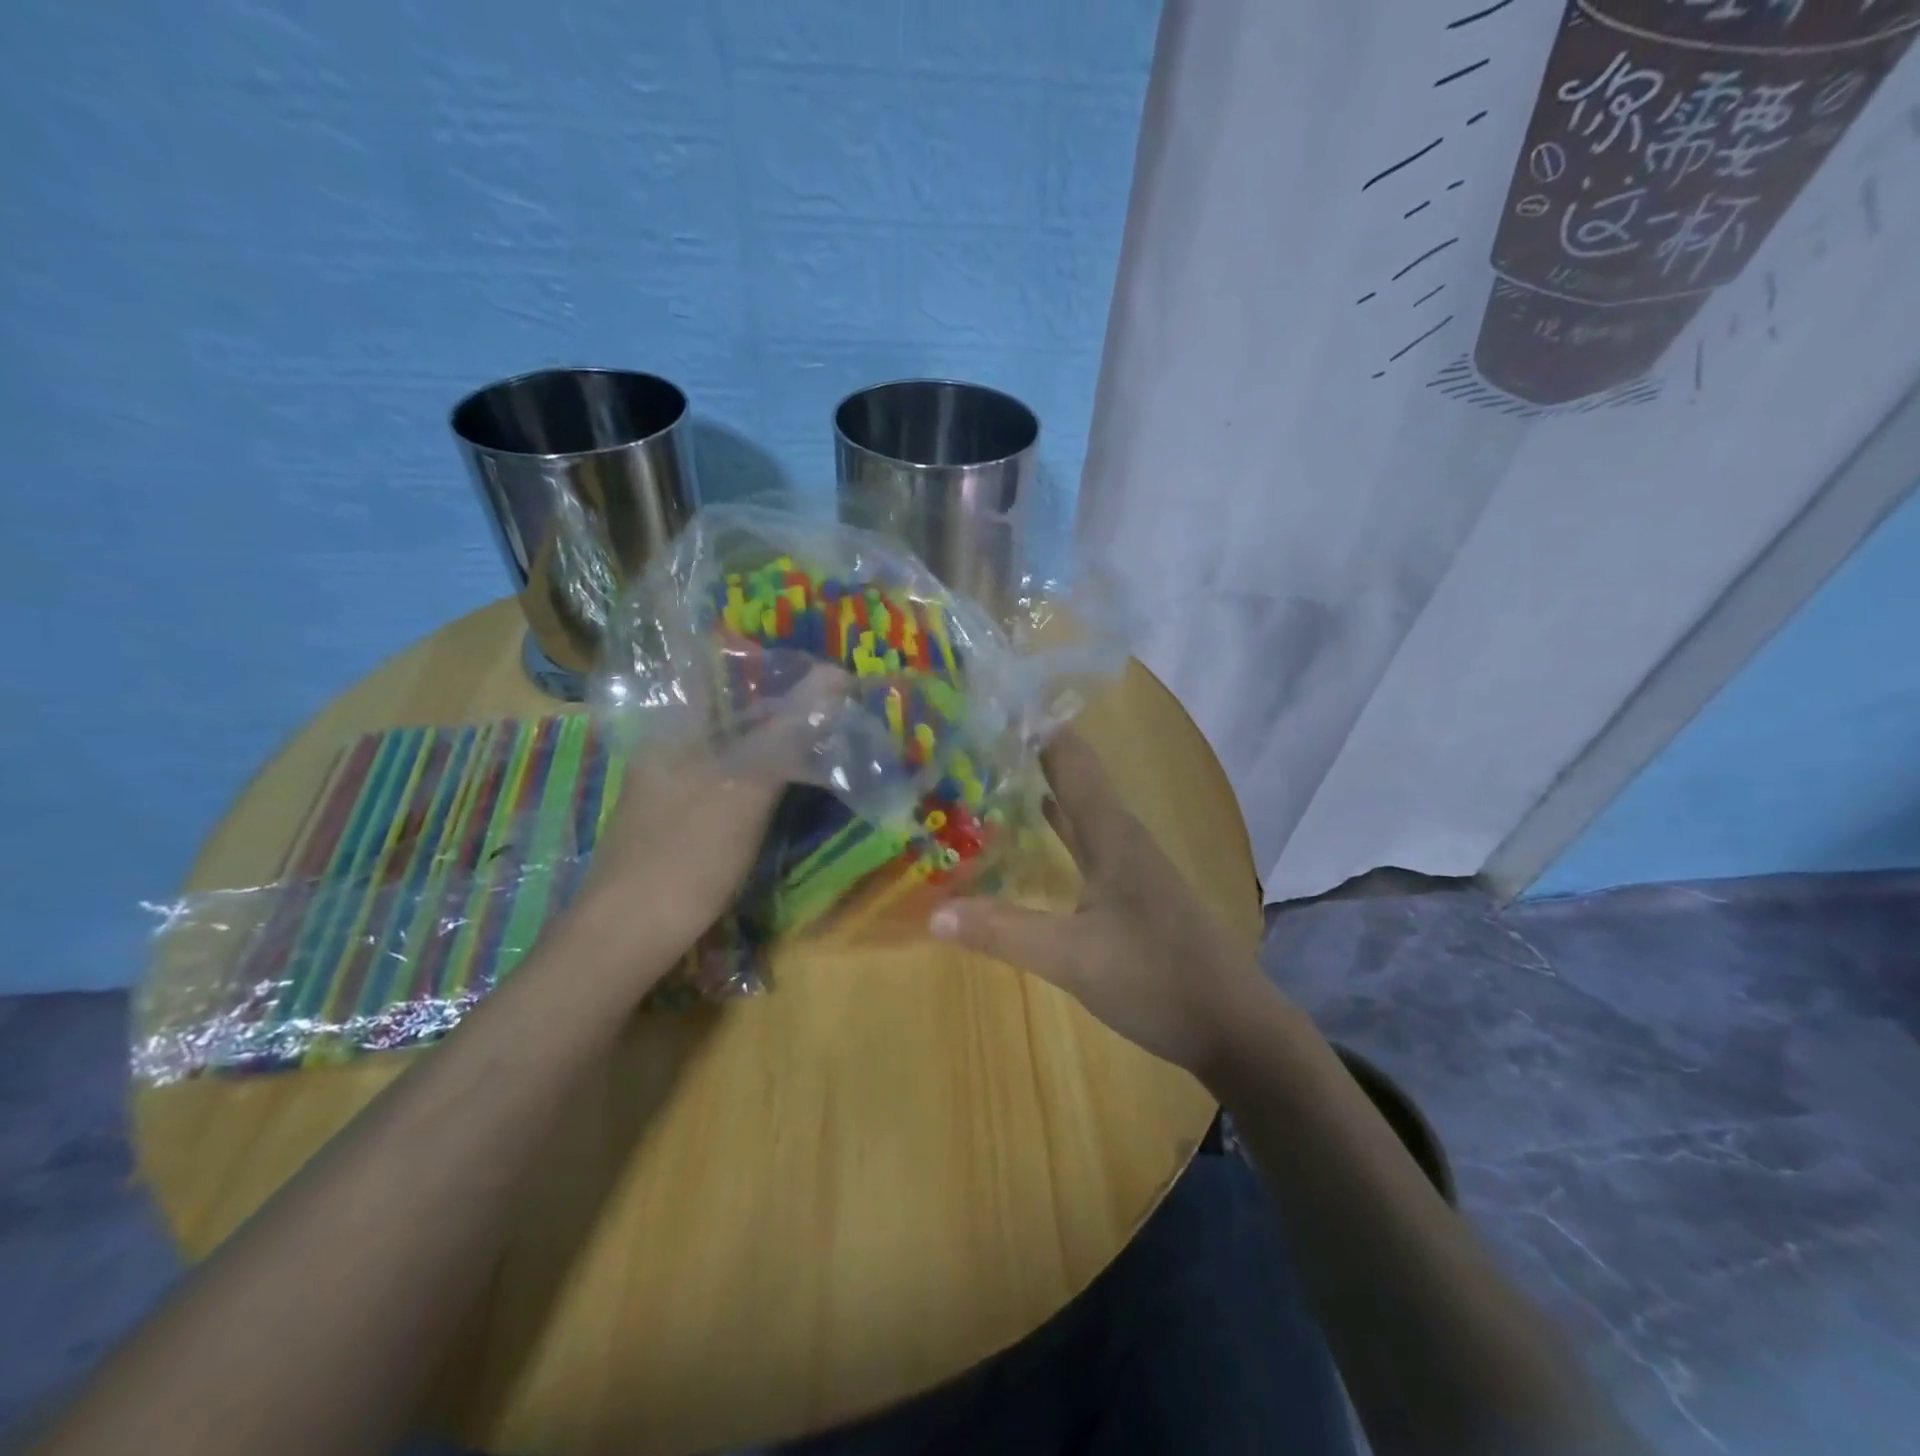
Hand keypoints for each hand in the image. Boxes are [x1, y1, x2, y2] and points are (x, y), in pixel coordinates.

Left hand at [572, 671, 844, 978]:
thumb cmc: (687, 854)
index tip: (817, 673)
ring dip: (775, 740)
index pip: (720, 670)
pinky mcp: (680, 819)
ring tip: (821, 739)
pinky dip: (761, 774)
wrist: (627, 937)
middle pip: (731, 708)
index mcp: (674, 727)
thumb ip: (789, 732)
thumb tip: (837, 675)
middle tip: (833, 709)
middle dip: (783, 705)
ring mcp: (672, 785)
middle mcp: (669, 747)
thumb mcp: (746, 789)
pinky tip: (788, 786)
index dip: (770, 664)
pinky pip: (728, 778)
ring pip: (732, 746)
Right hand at [929, 731, 1272, 1075]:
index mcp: (1112, 833)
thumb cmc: (1156, 978)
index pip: (1071, 759)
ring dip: (1043, 790)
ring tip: (993, 773)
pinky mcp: (1135, 890)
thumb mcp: (1071, 958)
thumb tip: (933, 911)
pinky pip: (1087, 842)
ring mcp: (1132, 864)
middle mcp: (1123, 836)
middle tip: (975, 738)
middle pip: (1074, 778)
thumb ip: (1003, 931)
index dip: (1038, 727)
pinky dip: (1059, 829)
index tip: (993, 703)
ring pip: (1081, 810)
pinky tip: (1039, 829)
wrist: (1233, 1027)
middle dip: (1030, 755)